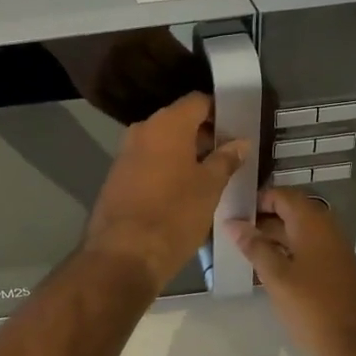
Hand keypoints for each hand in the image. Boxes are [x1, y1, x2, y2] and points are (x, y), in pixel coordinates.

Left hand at [85, 92, 246, 291]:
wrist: (123, 254)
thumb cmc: (174, 214)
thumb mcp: (209, 187)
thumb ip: (225, 160)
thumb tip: (239, 142)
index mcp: (166, 124)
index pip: (198, 102)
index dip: (219, 111)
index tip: (237, 129)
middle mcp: (142, 131)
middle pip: (178, 121)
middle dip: (204, 136)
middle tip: (229, 156)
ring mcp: (125, 154)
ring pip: (162, 144)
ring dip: (185, 155)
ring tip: (210, 176)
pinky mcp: (116, 177)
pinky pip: (148, 162)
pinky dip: (167, 169)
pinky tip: (183, 191)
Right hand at [229, 188, 355, 355]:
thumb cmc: (314, 308)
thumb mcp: (277, 277)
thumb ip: (254, 247)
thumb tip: (233, 224)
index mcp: (312, 224)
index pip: (281, 195)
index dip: (256, 199)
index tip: (231, 210)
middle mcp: (326, 230)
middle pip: (289, 212)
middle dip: (260, 218)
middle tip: (230, 230)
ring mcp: (333, 252)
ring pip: (296, 234)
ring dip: (271, 238)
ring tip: (241, 249)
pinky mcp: (334, 272)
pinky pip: (305, 251)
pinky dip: (285, 253)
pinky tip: (264, 270)